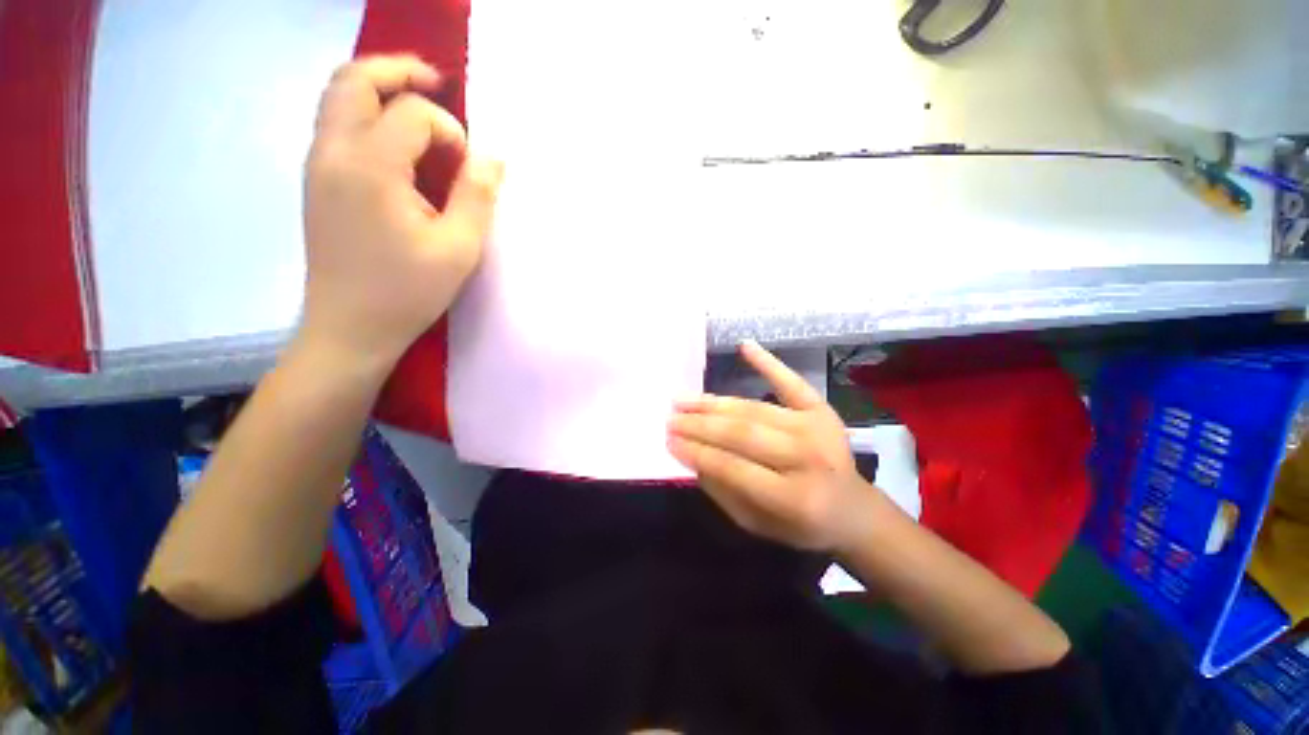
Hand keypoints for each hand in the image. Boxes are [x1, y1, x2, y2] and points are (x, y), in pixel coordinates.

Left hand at [299, 55, 503, 371]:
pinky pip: (335, 124)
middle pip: (355, 80)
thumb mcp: (458, 249)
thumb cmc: (407, 292)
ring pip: (337, 97)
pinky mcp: (317, 182)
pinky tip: (394, 138)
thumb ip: (477, 196)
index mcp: (370, 167)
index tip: (469, 168)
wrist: (350, 327)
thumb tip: (493, 155)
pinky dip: (364, 112)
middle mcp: (333, 152)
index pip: (411, 115)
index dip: (449, 131)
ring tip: (417, 99)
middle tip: (437, 81)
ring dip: (378, 87)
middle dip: (399, 71)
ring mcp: (318, 165)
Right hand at [668, 341, 890, 552]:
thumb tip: (691, 455)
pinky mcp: (822, 410)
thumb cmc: (800, 525)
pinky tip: (745, 346)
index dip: (696, 451)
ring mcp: (816, 428)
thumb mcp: (756, 523)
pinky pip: (790, 382)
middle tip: (670, 417)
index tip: (668, 440)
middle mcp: (806, 458)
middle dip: (699, 424)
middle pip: (741, 433)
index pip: (732, 466)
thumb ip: (722, 491)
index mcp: (793, 498)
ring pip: (753, 408)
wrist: (853, 510)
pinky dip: (768, 363)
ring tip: (684, 399)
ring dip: (714, 402)